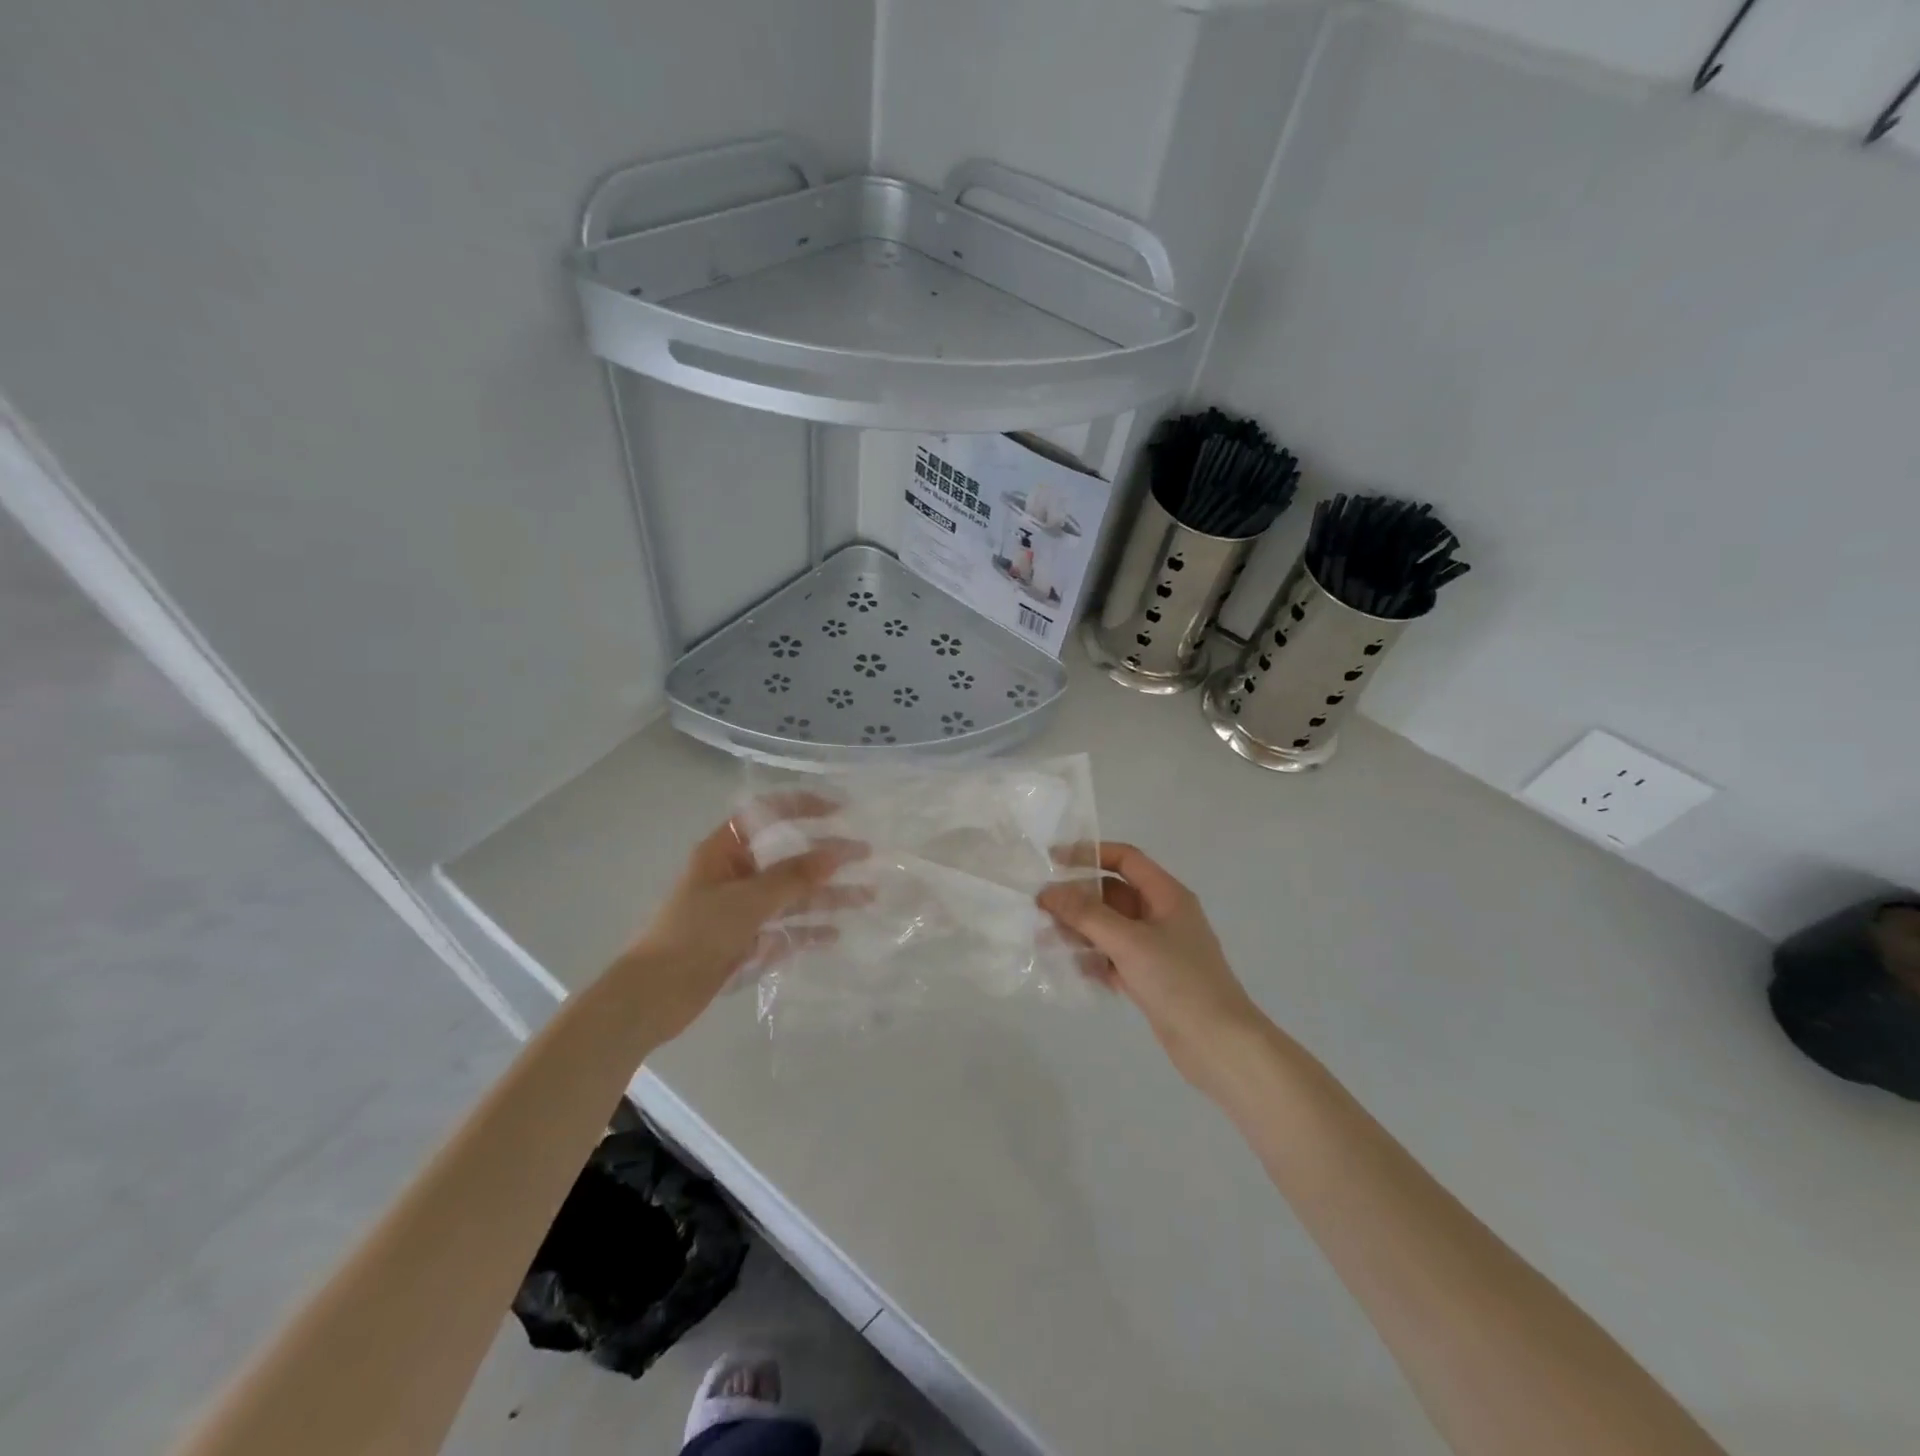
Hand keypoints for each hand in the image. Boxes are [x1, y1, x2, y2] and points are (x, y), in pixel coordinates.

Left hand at [613, 795, 866, 1042]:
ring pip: (792, 896)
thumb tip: (836, 854)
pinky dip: (809, 931)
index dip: (803, 806)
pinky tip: (836, 935)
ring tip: (867, 896)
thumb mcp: (747, 900)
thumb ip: (793, 877)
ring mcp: (741, 910)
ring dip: (827, 895)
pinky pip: (784, 930)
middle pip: (788, 858)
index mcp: (725, 851)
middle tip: (866, 854)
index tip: (840, 810)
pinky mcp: (745, 942)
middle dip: (827, 856)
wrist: (652, 997)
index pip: (768, 814)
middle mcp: (735, 875)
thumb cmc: (695, 934)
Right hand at [1038, 843, 1262, 1079]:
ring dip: (1080, 929)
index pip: (1125, 859)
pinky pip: (1114, 957)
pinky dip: (1092, 959)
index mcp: (1167, 896)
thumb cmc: (1178, 981)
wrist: (1219, 1045)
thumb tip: (1048, 891)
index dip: (1089, 854)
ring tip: (1045, 938)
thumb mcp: (1129, 941)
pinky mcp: (1150, 978)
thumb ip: (1086, 914)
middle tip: (1041, 908)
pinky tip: (1069, 967)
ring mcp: (1157, 949)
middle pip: (1114, 894)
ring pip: (1110, 928)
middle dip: (1078, 898)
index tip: (1052, 861)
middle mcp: (1163, 916)